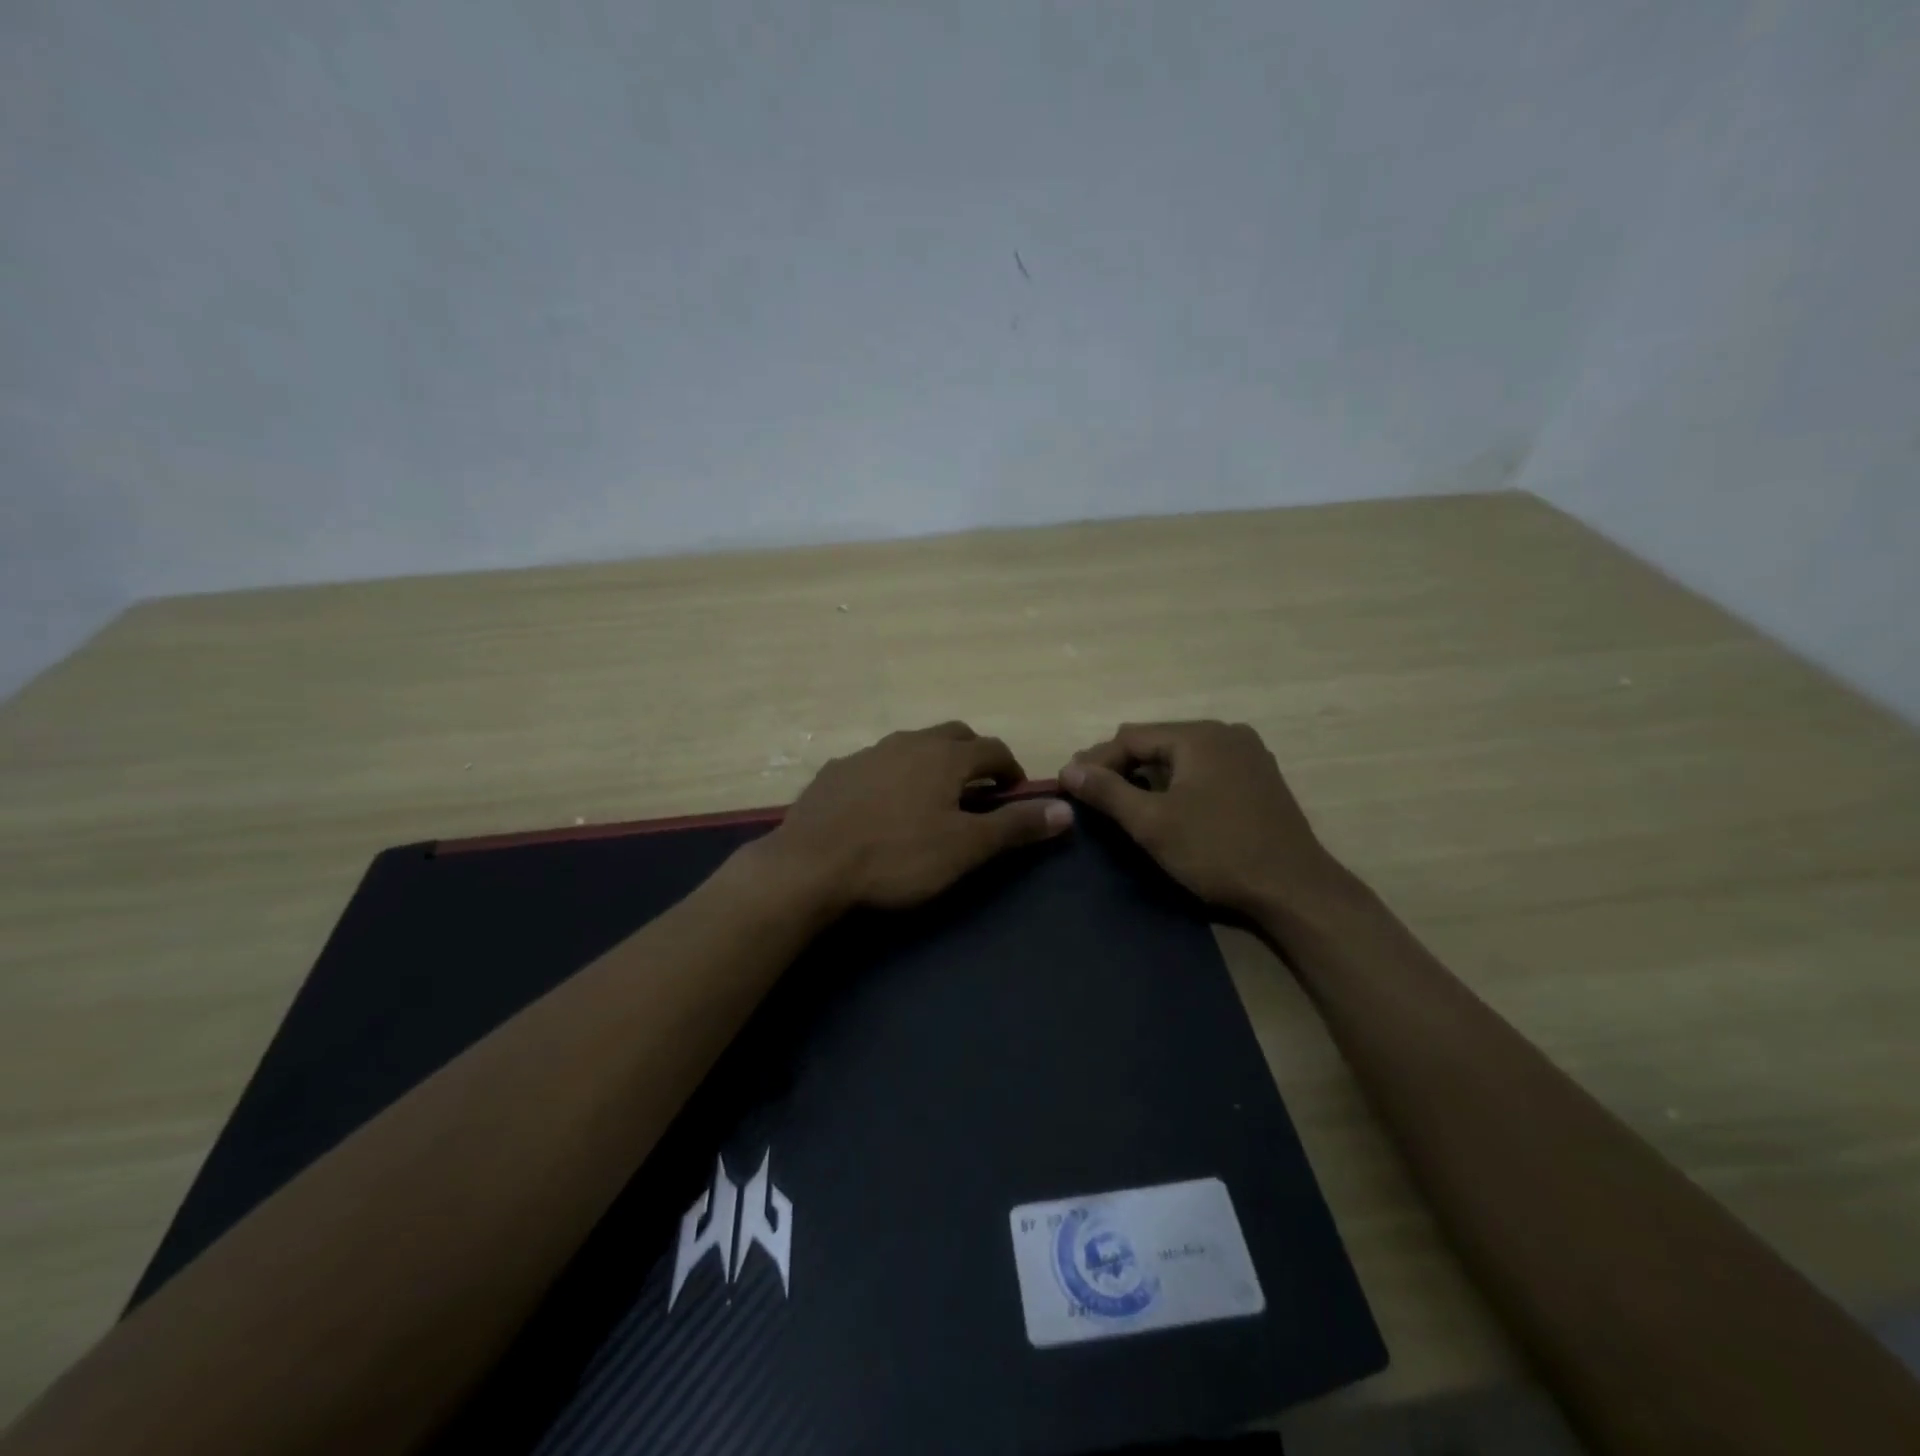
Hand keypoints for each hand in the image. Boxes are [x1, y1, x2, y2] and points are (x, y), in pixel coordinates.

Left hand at [762, 722, 1072, 913]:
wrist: (809, 866)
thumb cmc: (897, 857)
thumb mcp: (965, 848)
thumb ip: (1016, 826)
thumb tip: (1066, 810)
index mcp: (944, 756)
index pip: (993, 749)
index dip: (1011, 769)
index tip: (1016, 793)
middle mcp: (908, 742)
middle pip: (953, 736)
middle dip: (974, 756)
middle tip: (981, 789)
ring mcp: (867, 754)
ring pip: (912, 746)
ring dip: (933, 762)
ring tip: (934, 797)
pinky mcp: (836, 772)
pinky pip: (877, 764)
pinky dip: (894, 775)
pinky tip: (884, 806)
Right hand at [1059, 721, 1342, 917]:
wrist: (1295, 890)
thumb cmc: (1217, 852)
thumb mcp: (1153, 823)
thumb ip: (1107, 792)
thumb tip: (1069, 770)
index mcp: (1199, 736)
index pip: (1131, 737)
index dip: (1096, 760)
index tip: (1069, 783)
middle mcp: (1225, 733)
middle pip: (1156, 741)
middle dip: (1120, 764)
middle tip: (1089, 791)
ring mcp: (1247, 754)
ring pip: (1180, 755)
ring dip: (1147, 772)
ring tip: (1120, 798)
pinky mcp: (1258, 777)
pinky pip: (1203, 767)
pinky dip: (1177, 780)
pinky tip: (1165, 802)